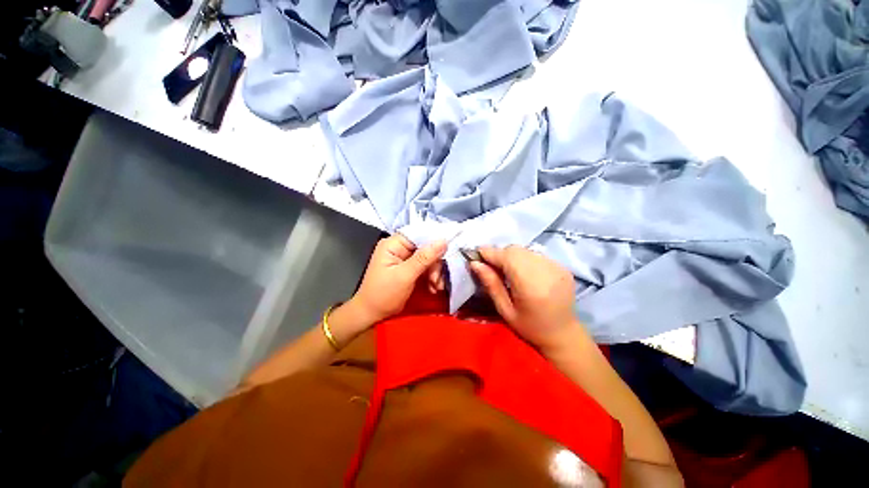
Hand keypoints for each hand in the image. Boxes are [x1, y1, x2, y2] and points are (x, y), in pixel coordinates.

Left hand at [346, 234, 446, 328]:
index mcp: (393, 244)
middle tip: (437, 280)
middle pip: (425, 247)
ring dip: (435, 272)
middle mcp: (399, 248)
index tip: (449, 250)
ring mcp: (404, 259)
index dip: (435, 239)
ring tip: (436, 286)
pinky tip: (434, 287)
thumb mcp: (405, 276)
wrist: (372, 315)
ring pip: (428, 258)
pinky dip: (431, 277)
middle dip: (434, 263)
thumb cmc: (383, 294)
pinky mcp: (409, 269)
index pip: (418, 233)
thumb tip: (443, 241)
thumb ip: (424, 258)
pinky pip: (425, 267)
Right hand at [469, 245, 586, 353]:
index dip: (489, 253)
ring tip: (507, 269)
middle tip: (491, 265)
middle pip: (515, 250)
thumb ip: (491, 284)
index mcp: (531, 286)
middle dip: (499, 254)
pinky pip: (536, 255)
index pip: (506, 258)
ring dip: (511, 256)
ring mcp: (557, 267)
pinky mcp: (562, 267)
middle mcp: (546, 272)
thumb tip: (475, 263)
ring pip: (525, 250)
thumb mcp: (505, 310)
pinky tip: (523, 272)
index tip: (476, 254)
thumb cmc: (530, 327)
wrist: (563, 334)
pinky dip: (524, 259)